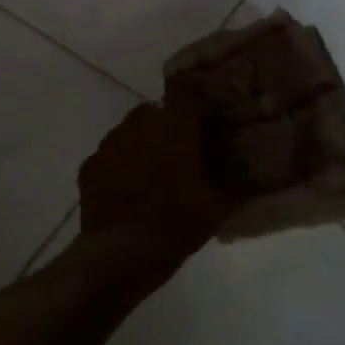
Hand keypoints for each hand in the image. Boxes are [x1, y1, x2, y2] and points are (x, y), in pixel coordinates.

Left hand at [77, 101, 238, 261]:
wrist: (121, 255)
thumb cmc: (176, 224)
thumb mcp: (218, 205)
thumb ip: (237, 180)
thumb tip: (255, 168)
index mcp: (173, 125)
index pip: (184, 89)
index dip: (193, 97)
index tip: (202, 113)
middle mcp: (138, 124)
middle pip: (154, 111)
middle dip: (165, 126)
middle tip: (179, 153)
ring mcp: (109, 144)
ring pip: (129, 132)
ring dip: (140, 145)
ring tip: (152, 175)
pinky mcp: (89, 167)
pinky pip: (109, 156)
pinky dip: (118, 166)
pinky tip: (127, 191)